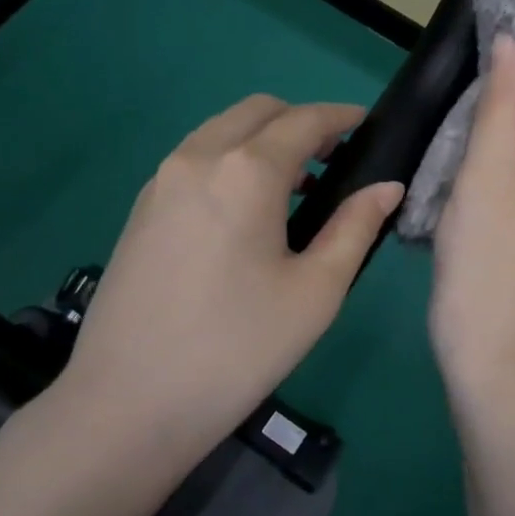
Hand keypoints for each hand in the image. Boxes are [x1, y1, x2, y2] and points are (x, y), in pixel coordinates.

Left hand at [55, 96, 402, 452]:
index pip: (304, 120)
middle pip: (257, 112)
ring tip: (295, 188)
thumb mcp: (315, 292)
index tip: (367, 125)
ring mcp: (161, 180)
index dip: (341, 116)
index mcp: (246, 172)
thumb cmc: (237, 348)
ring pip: (221, 131)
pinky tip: (245, 212)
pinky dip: (229, 160)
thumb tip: (386, 187)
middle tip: (333, 160)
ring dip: (262, 140)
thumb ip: (354, 227)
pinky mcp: (140, 207)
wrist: (128, 403)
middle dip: (300, 121)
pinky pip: (195, 159)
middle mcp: (198, 158)